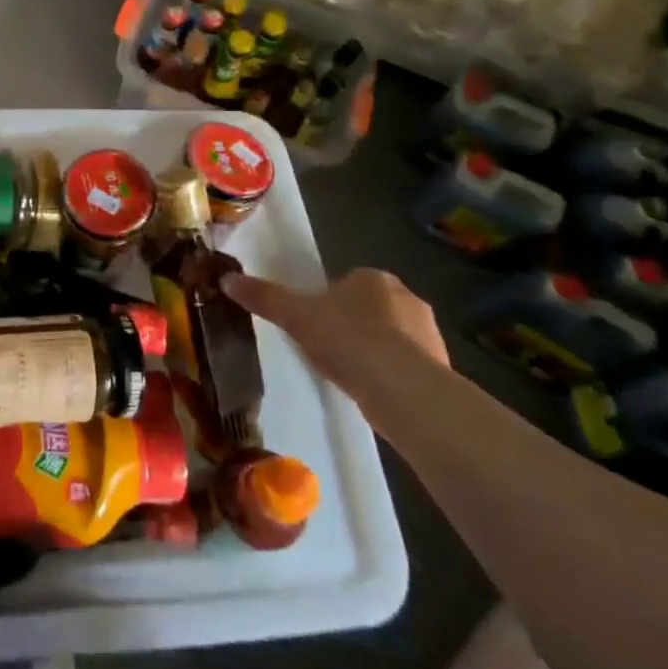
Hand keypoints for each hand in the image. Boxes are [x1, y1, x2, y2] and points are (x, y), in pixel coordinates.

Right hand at [223, 267, 447, 395]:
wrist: (403, 389)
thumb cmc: (347, 340)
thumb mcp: (296, 316)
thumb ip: (264, 296)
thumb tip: (227, 279)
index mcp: (373, 277)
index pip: (347, 283)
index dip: (328, 302)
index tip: (314, 325)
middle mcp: (407, 296)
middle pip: (370, 307)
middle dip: (353, 325)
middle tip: (328, 350)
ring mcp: (429, 333)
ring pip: (392, 336)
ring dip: (374, 350)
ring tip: (349, 374)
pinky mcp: (441, 367)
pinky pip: (407, 364)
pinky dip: (391, 374)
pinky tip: (373, 391)